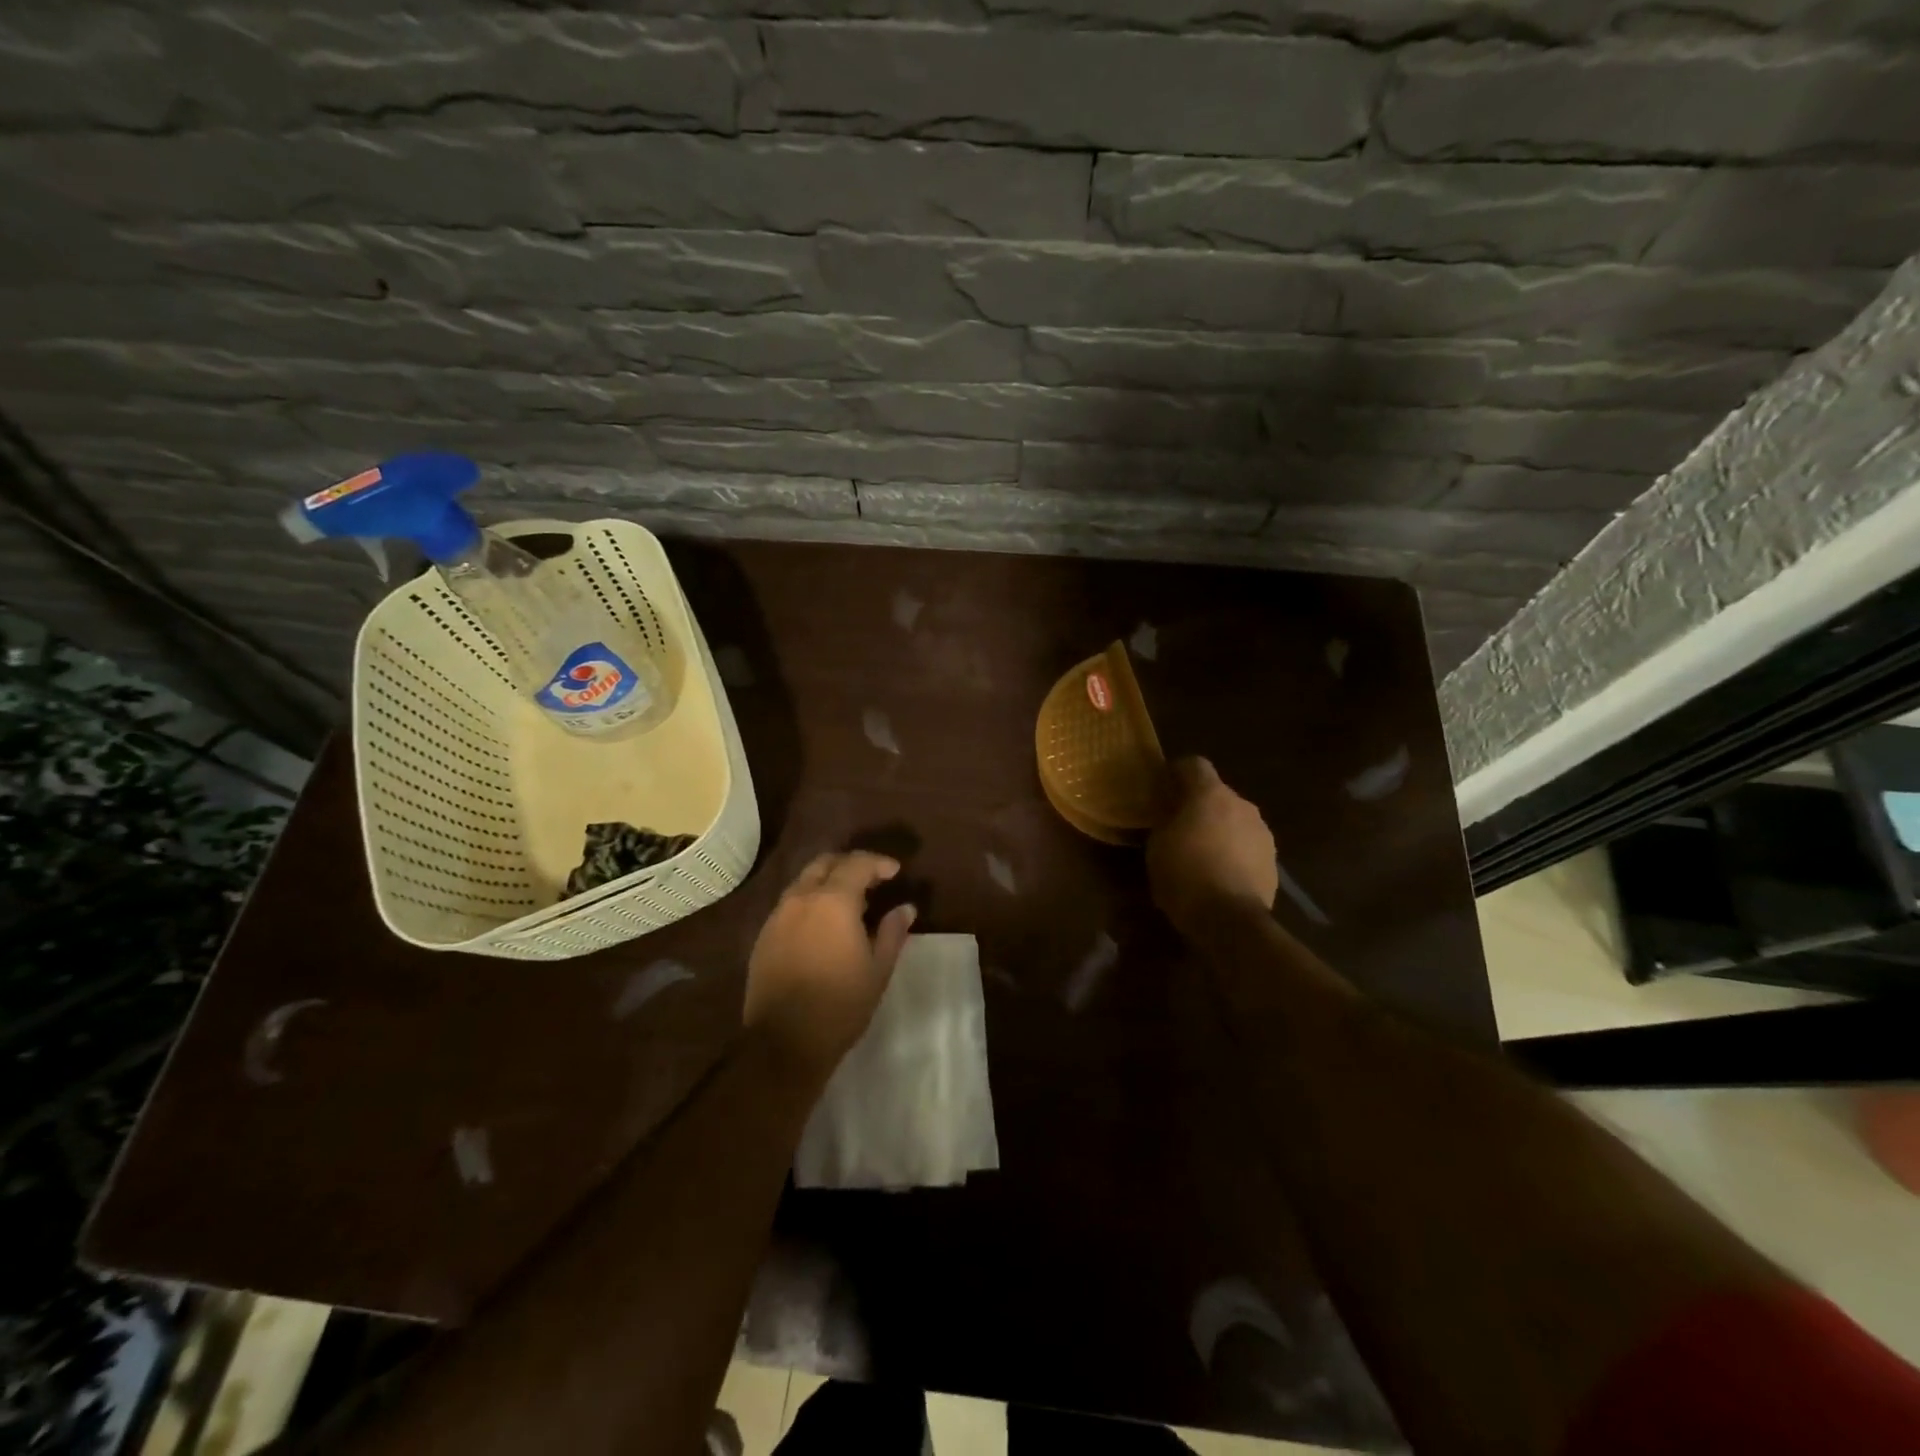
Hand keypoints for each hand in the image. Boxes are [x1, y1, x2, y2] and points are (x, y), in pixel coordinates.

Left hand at [744, 852, 916, 1080]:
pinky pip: (790, 903)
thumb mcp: (878, 970)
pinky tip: (822, 924)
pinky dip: (810, 901)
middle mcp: (801, 898)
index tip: (895, 872)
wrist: (783, 1041)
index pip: (857, 864)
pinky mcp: (764, 935)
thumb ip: (893, 932)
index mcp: (833, 901)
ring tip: (849, 903)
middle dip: (850, 864)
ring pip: (804, 881)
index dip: (879, 863)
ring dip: (827, 881)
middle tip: (871, 880)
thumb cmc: (840, 1004)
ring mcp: (778, 916)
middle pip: (825, 863)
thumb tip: (906, 908)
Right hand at [1148, 757, 1278, 937]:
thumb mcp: (1157, 845)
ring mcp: (1262, 832)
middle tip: (1179, 824)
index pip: (1194, 764)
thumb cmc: (1184, 875)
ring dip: (1219, 828)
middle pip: (1216, 793)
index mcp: (1210, 794)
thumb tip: (1170, 814)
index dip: (1177, 772)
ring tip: (1202, 852)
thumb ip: (1165, 820)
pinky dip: (1234, 851)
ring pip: (1235, 819)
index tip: (1163, 788)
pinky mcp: (1272, 859)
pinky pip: (1247, 844)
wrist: (1229, 919)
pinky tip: (1220, 872)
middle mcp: (1241, 804)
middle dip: (1199, 804)